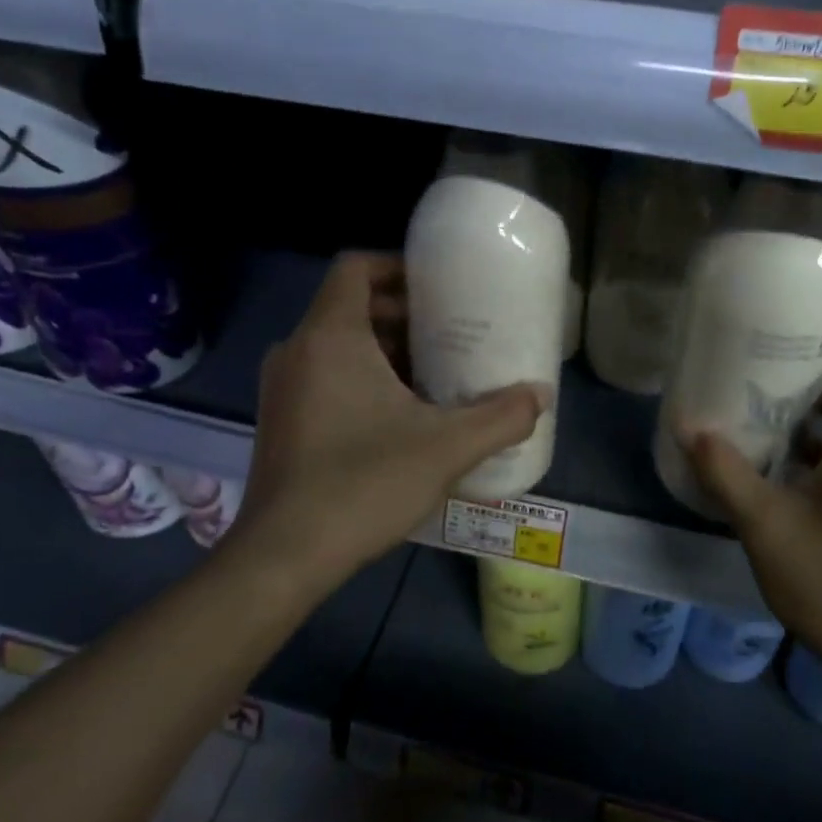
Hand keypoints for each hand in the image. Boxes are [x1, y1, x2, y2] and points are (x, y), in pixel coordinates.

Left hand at [230, 253, 546, 589]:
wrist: (284, 555)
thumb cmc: (364, 483)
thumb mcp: (447, 447)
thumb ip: (501, 417)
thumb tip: (541, 395)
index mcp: (330, 337)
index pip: (356, 268)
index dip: (398, 266)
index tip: (439, 287)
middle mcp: (297, 351)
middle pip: (351, 306)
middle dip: (403, 314)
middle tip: (451, 333)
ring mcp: (282, 388)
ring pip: (337, 344)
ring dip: (385, 350)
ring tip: (435, 373)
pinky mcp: (281, 421)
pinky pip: (324, 376)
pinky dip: (361, 378)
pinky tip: (401, 416)